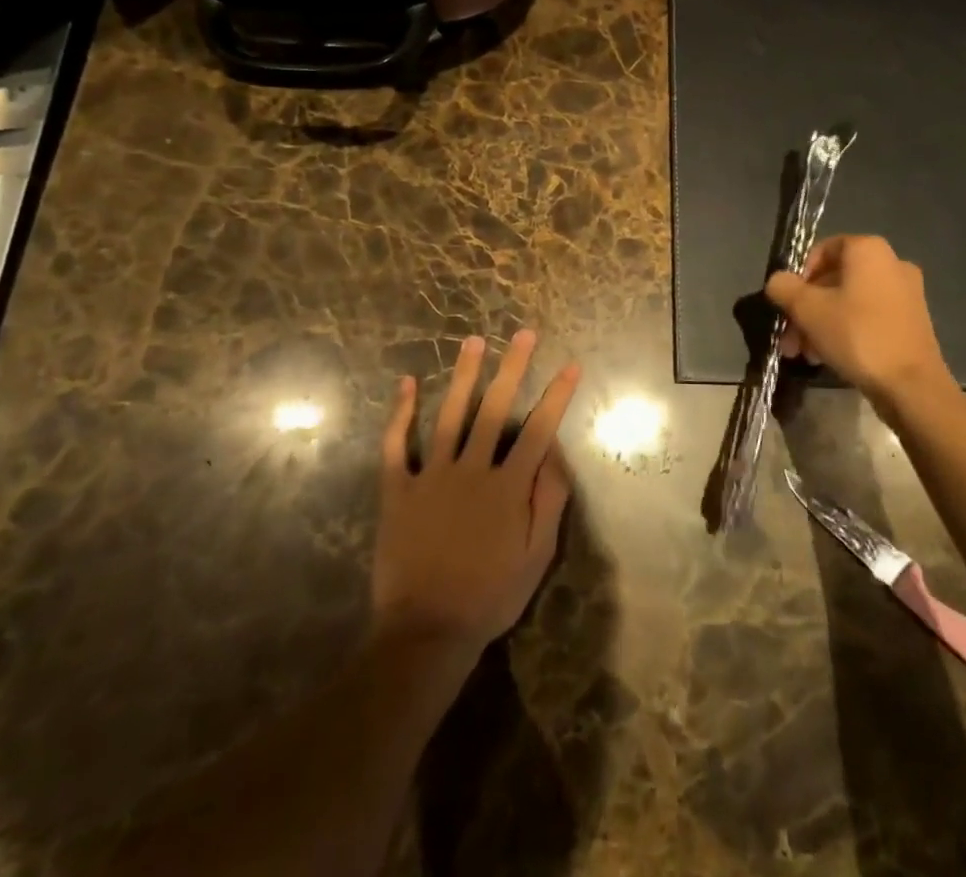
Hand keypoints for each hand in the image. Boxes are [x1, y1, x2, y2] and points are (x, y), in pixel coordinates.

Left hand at [371, 330, 579, 662]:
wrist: (426, 632)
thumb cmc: (489, 596)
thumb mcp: (536, 557)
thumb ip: (549, 502)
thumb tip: (555, 452)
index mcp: (508, 487)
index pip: (538, 430)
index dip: (556, 395)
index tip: (570, 365)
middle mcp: (472, 470)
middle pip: (495, 409)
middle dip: (512, 367)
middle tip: (522, 333)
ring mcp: (432, 476)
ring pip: (449, 415)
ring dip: (463, 376)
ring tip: (473, 341)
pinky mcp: (398, 489)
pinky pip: (395, 445)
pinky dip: (400, 413)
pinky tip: (406, 383)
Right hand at [765, 235, 962, 421]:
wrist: (912, 386)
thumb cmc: (857, 336)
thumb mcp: (807, 309)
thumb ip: (784, 287)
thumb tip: (778, 282)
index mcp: (869, 250)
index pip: (822, 249)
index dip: (799, 276)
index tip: (787, 304)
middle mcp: (892, 263)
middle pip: (833, 280)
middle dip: (806, 309)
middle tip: (789, 339)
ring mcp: (906, 294)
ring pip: (849, 301)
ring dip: (821, 324)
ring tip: (805, 355)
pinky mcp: (912, 322)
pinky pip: (869, 317)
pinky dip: (846, 331)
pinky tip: (829, 357)